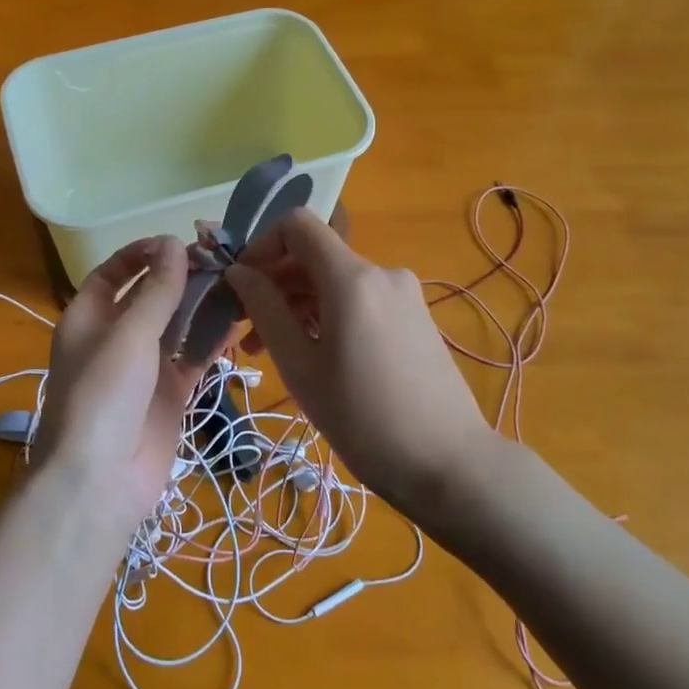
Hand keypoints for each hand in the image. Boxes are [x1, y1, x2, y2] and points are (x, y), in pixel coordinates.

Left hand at [32, 236, 211, 531]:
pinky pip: (192, 358)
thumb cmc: (104, 394)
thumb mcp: (129, 333)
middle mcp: (115, 337)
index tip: (179, 242)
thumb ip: (156, 289)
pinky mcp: (169, 393)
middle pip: (149, 297)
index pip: (113, 272)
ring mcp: (144, 367)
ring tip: (239, 284)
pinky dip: (212, 342)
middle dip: (181, 278)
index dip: (142, 254)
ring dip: (202, 307)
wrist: (100, 481)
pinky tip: (240, 323)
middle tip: (224, 260)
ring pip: (176, 326)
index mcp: (88, 317)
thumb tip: (174, 242)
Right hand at [226, 211, 496, 515]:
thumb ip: (265, 310)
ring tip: (273, 351)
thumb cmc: (363, 418)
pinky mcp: (414, 316)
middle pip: (314, 255)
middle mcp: (381, 273)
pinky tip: (316, 354)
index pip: (297, 224)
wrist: (449, 463)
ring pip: (335, 281)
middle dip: (274, 283)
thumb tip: (238, 272)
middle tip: (247, 332)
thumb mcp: (300, 367)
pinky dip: (328, 314)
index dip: (261, 245)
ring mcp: (403, 294)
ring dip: (298, 304)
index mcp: (351, 278)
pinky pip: (359, 299)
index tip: (241, 286)